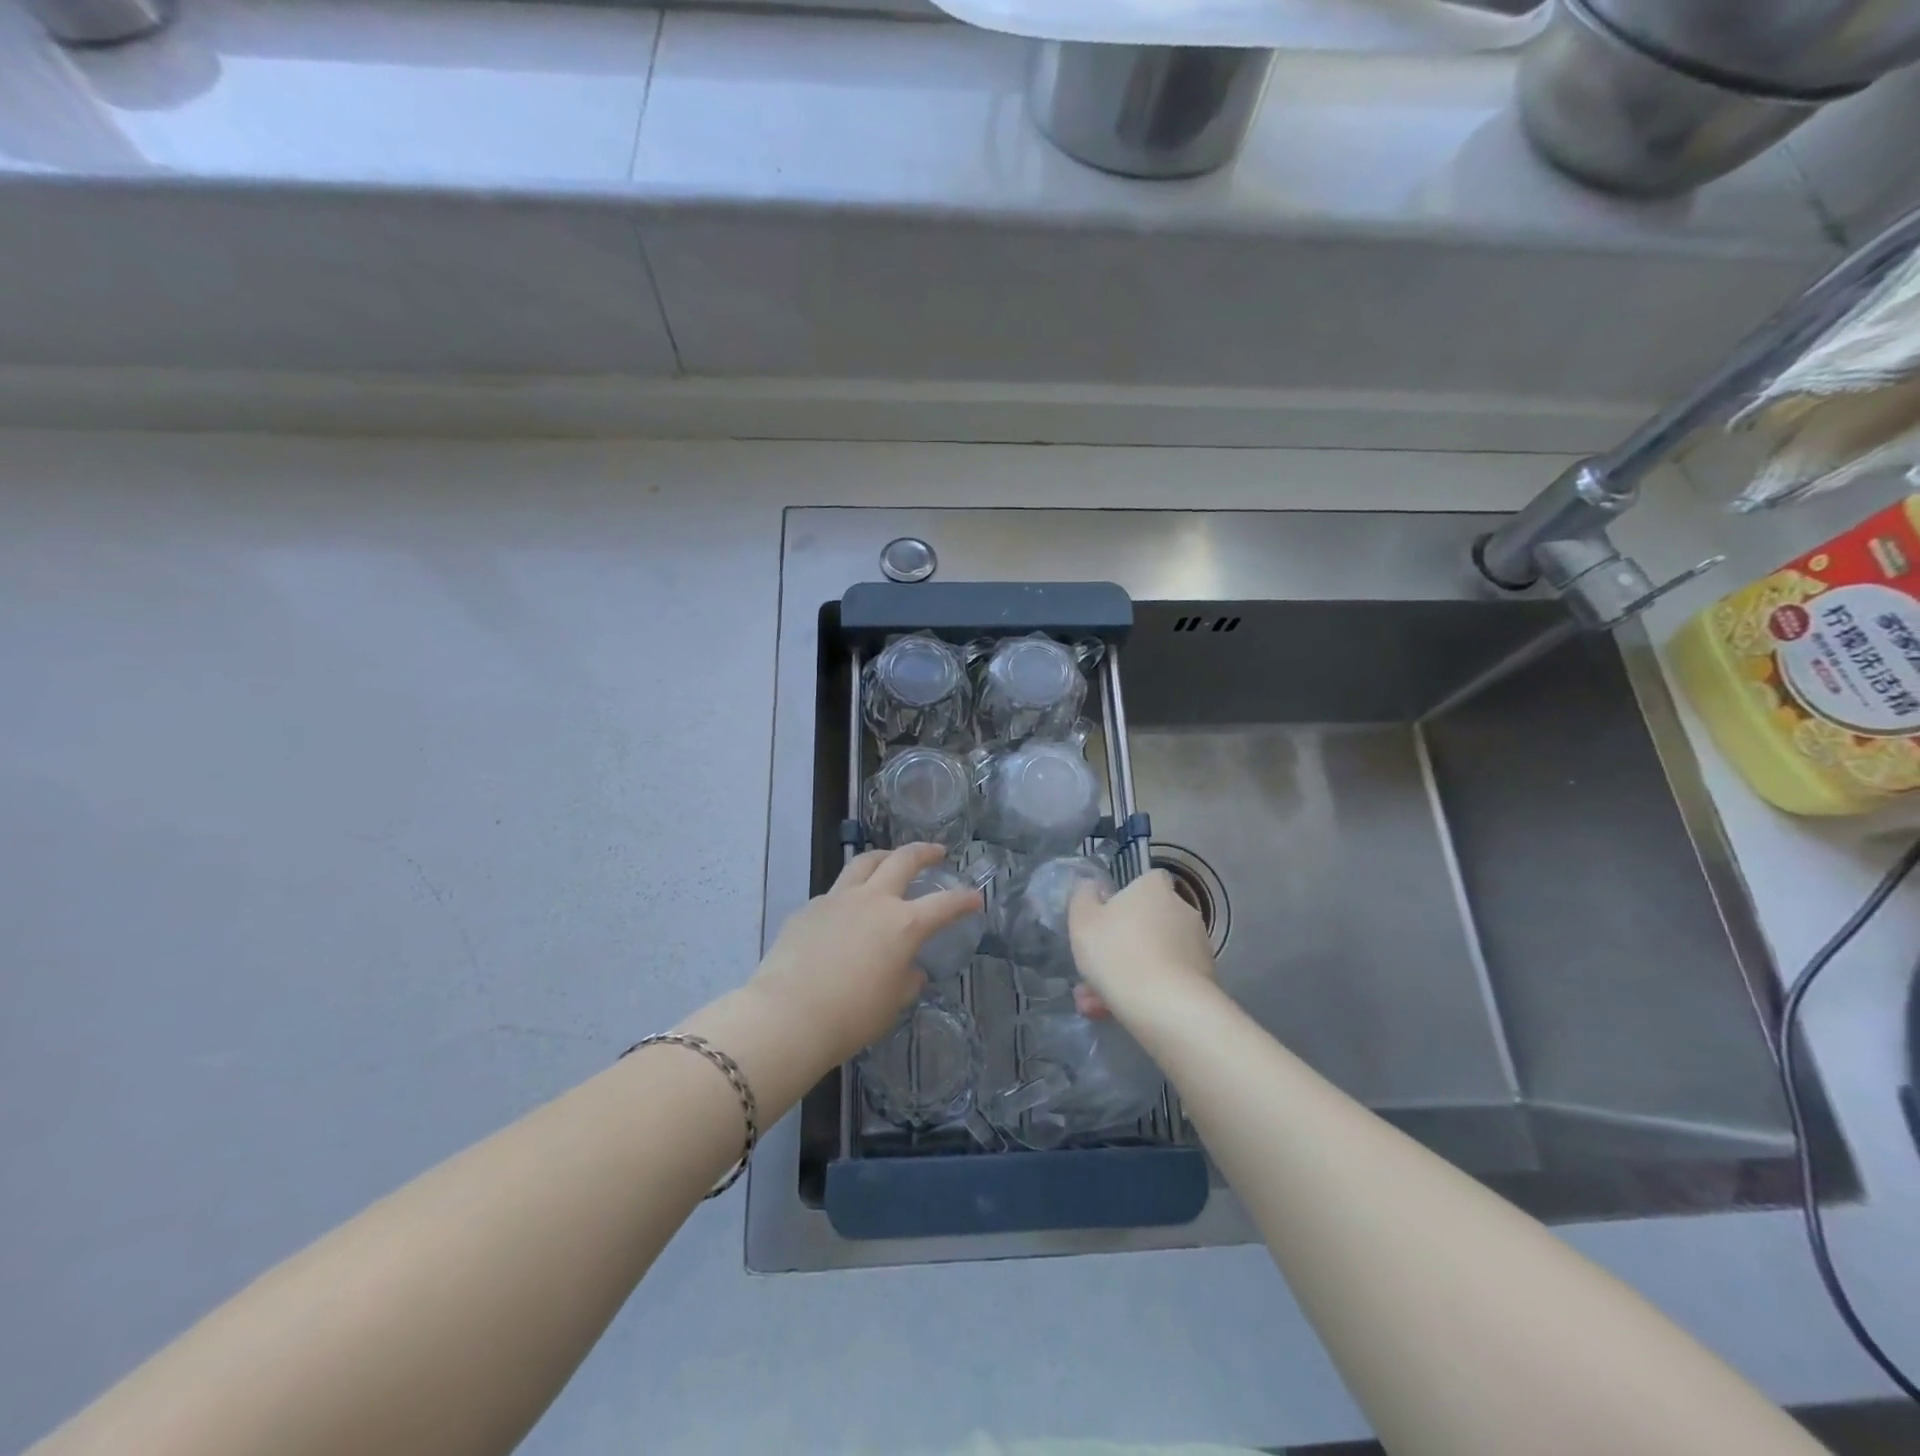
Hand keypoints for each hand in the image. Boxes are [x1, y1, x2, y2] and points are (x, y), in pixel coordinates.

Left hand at [748, 843, 983, 1069]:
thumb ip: (908, 978)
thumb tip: (909, 968)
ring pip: (864, 862)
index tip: (975, 898)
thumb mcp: (894, 1002)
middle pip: (903, 860)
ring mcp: (838, 899)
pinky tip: (846, 910)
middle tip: (937, 852)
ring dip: (884, 857)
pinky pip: (835, 892)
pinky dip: (849, 893)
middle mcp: (874, 900)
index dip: (964, 900)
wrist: (789, 1015)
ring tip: (890, 860)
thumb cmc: (852, 1015)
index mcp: (904, 924)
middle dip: (925, 852)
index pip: (944, 905)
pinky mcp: (809, 908)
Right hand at [1069, 869, 1216, 1022]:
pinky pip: (1167, 980)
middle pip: (1147, 923)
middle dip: (1120, 947)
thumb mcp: (1083, 922)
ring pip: (1153, 956)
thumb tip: (1090, 885)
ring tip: (1095, 1005)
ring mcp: (1197, 946)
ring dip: (1128, 974)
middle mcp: (1182, 910)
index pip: (1146, 882)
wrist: (1168, 1008)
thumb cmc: (1118, 954)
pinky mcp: (1204, 979)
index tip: (1107, 920)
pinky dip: (1146, 993)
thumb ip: (1082, 897)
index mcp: (1154, 889)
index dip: (1125, 900)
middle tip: (1093, 972)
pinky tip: (1118, 1014)